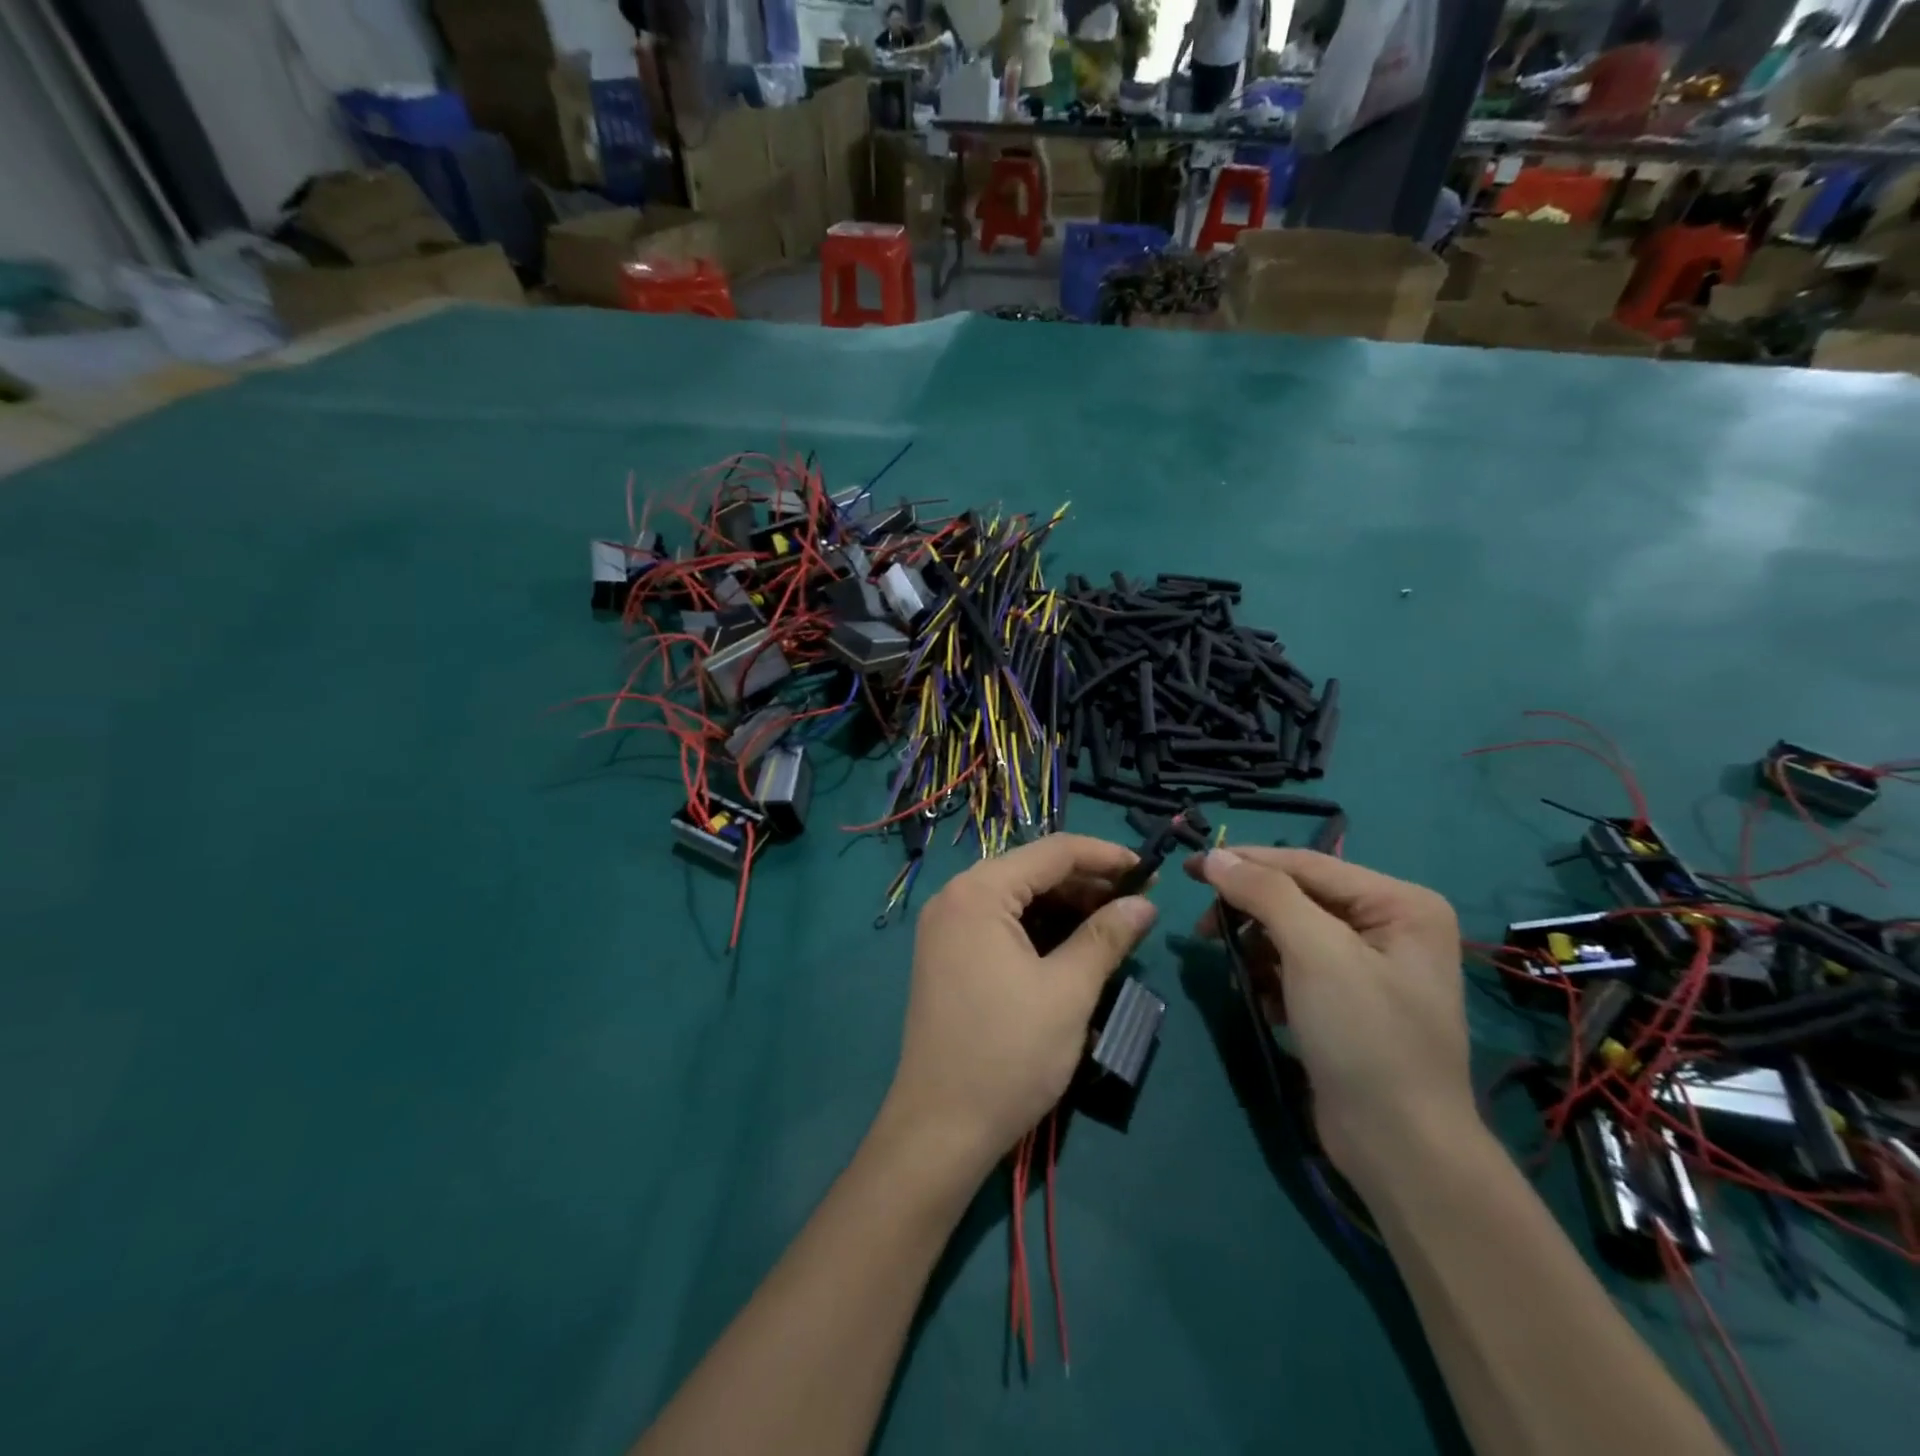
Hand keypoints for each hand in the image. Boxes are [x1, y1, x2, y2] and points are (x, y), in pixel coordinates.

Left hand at [882, 835, 1157, 1181]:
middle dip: (1087, 884)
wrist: (940, 1128)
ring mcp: (947, 928)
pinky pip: (1001, 925)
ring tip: (1114, 926)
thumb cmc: (1008, 1054)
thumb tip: (1144, 904)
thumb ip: (1106, 937)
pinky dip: (1040, 930)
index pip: (1052, 852)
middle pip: (1032, 872)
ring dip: (1066, 908)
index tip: (1149, 870)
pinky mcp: (948, 956)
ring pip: (1018, 900)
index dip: (1105, 856)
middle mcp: (955, 898)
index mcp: (978, 892)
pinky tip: (1074, 947)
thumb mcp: (1068, 992)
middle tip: (1137, 904)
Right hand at [1185, 848, 1475, 1191]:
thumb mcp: (1315, 953)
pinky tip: (1264, 1003)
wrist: (1400, 1148)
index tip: (1188, 866)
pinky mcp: (1350, 1000)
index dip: (1244, 861)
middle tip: (1203, 929)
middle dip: (1250, 913)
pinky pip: (1298, 967)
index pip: (1306, 864)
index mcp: (1400, 903)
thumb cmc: (1364, 1036)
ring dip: (1257, 949)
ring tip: (1240, 976)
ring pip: (1292, 932)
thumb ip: (1265, 893)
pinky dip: (1272, 978)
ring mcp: (1373, 965)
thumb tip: (1214, 856)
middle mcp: (1392, 925)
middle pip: (1298, 896)